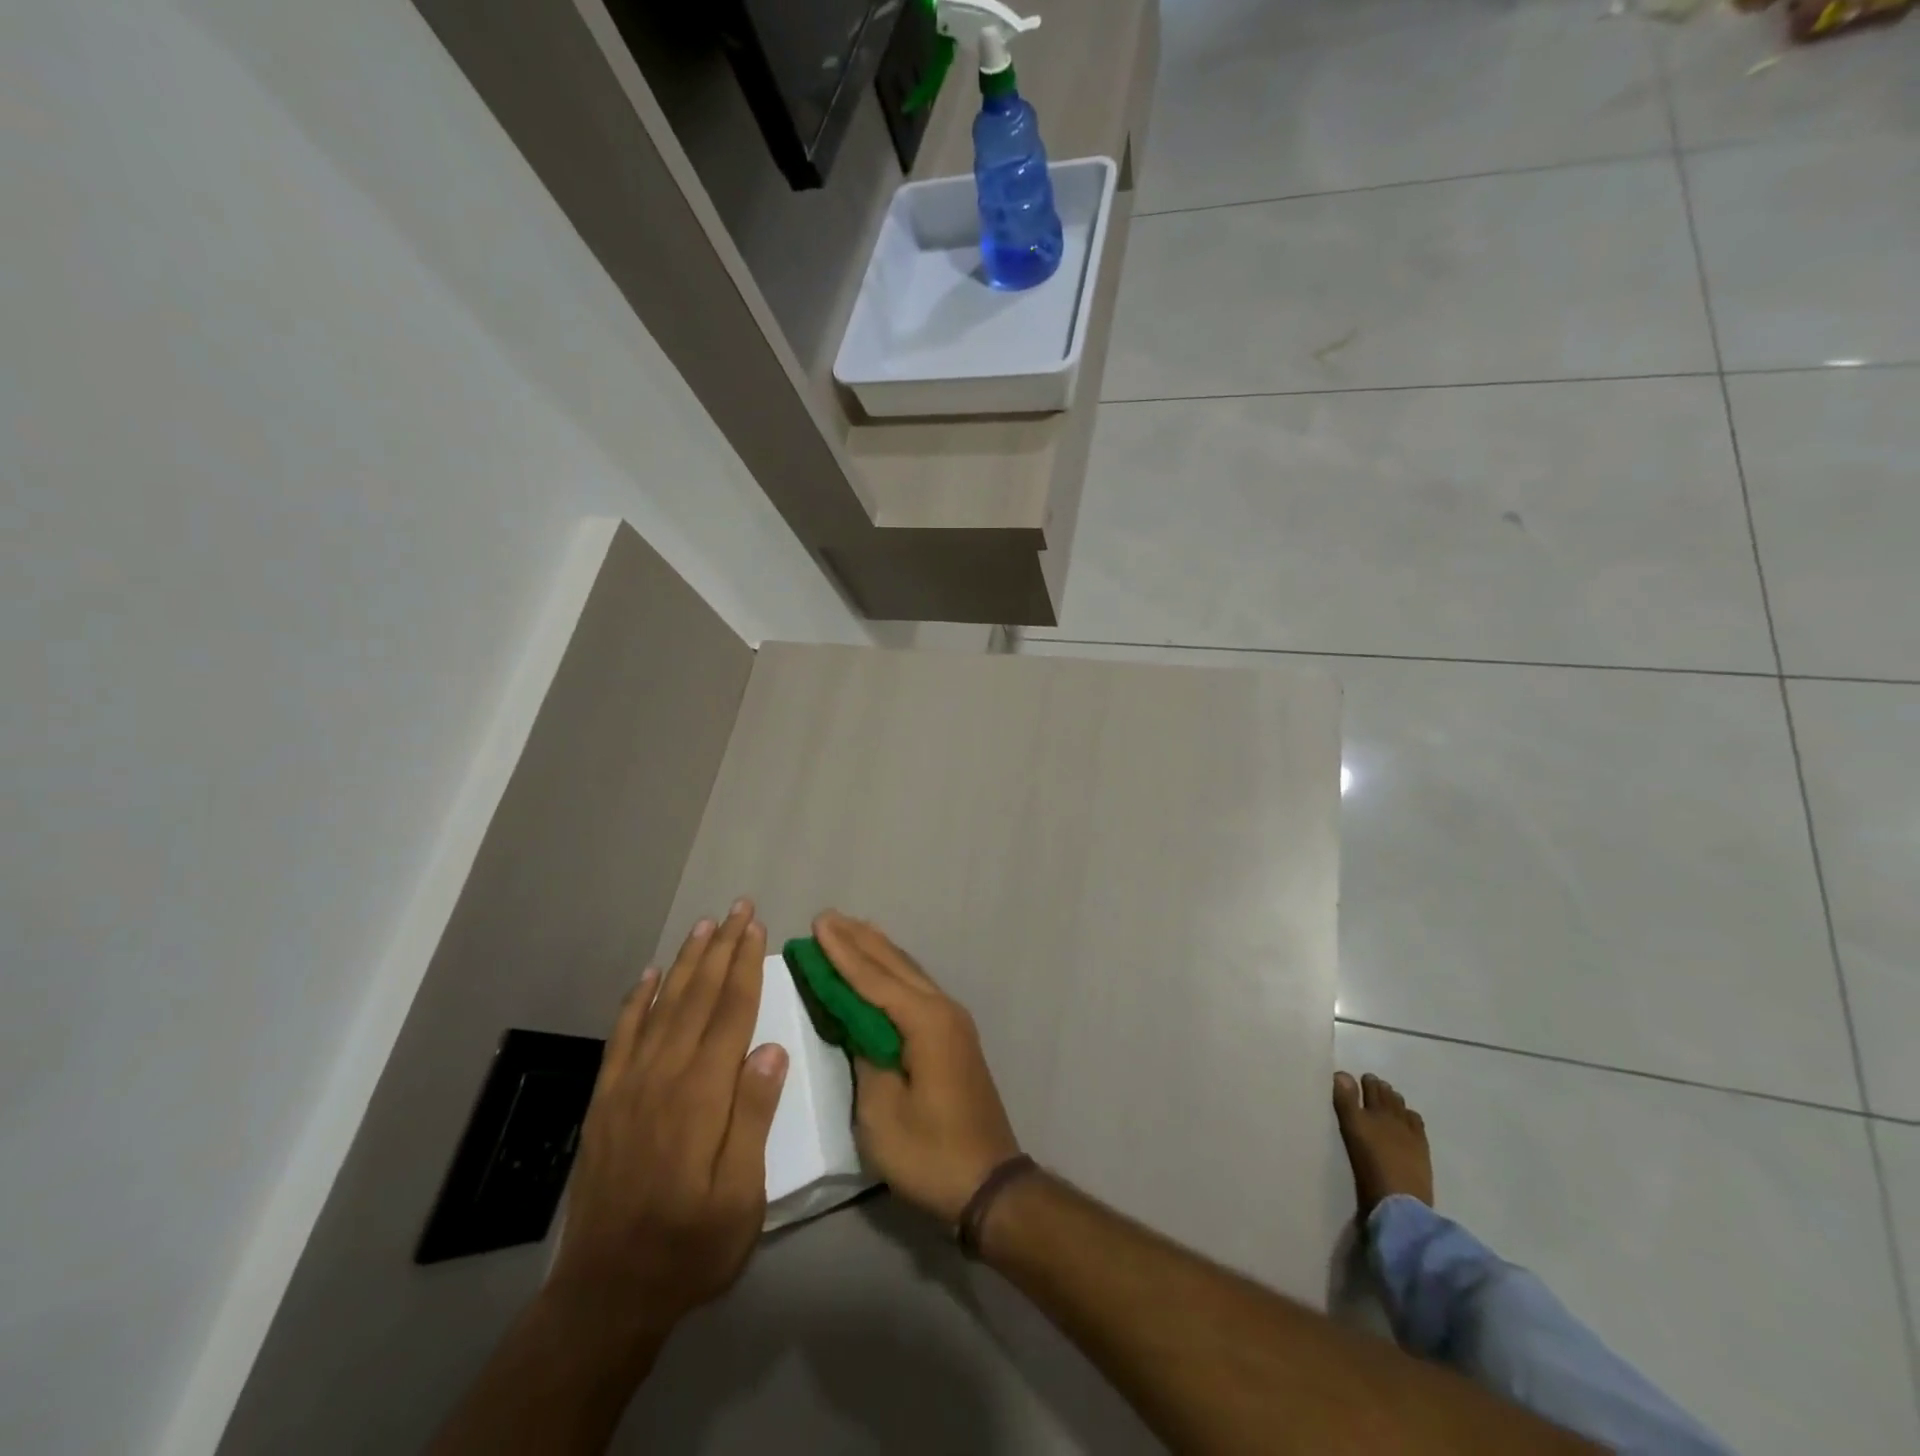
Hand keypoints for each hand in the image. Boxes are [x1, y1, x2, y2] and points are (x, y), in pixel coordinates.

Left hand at [547, 901, 787, 1340]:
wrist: (607, 1293)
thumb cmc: (691, 1246)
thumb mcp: (741, 1198)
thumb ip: (753, 1118)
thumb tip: (771, 1049)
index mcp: (701, 1096)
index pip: (730, 1013)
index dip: (745, 966)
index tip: (757, 928)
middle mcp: (662, 1077)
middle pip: (697, 998)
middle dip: (720, 948)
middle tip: (737, 908)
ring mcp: (628, 1086)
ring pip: (661, 1007)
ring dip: (684, 963)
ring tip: (702, 927)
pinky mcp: (605, 1101)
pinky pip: (622, 1037)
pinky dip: (635, 1002)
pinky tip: (647, 978)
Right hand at [815, 912, 1020, 1224]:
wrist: (989, 1184)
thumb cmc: (931, 1153)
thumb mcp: (882, 1113)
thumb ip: (866, 1058)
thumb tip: (859, 1027)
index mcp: (925, 1022)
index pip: (874, 979)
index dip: (842, 953)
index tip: (817, 924)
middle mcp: (943, 1009)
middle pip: (895, 965)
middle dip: (859, 940)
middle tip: (828, 917)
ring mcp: (952, 1022)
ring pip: (909, 973)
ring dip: (878, 951)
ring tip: (852, 928)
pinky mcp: (954, 1037)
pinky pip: (917, 990)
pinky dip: (893, 973)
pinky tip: (883, 969)